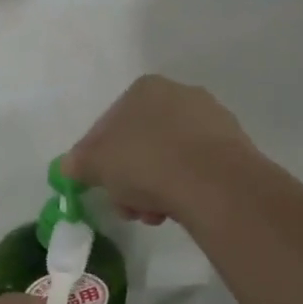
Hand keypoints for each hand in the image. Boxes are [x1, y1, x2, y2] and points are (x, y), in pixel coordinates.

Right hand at [61, 75, 252, 224]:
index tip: (96, 184)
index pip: (107, 124)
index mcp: (143, 89)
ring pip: (166, 158)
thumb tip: (70, 166)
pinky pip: (193, 168)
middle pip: (138, 143)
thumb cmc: (145, 162)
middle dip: (127, 178)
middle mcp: (179, 94)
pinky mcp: (232, 147)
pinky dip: (181, 187)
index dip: (95, 158)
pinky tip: (175, 210)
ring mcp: (210, 119)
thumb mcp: (95, 164)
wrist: (213, 183)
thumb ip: (78, 163)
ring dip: (152, 188)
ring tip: (151, 214)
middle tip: (124, 205)